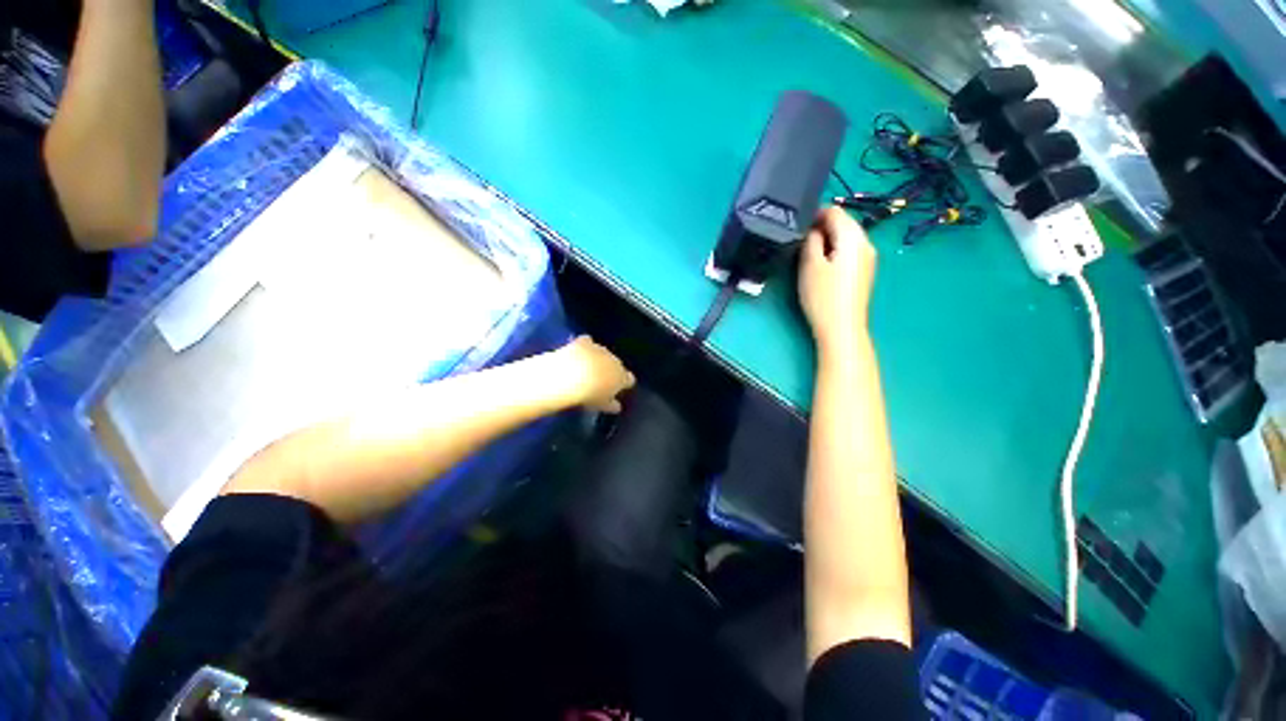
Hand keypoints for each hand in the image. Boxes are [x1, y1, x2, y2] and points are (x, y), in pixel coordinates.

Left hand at [555, 336, 635, 412]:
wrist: (570, 376)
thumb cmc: (589, 395)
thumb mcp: (601, 405)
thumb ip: (611, 405)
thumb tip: (617, 407)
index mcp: (622, 377)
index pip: (629, 379)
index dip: (624, 383)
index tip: (617, 388)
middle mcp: (615, 361)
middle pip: (616, 365)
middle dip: (610, 370)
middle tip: (599, 380)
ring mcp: (600, 349)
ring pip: (603, 353)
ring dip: (597, 359)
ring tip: (586, 368)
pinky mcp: (585, 342)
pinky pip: (587, 342)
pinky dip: (584, 346)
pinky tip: (579, 352)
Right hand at [798, 206, 876, 353]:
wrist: (842, 328)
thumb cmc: (823, 296)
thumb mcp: (809, 265)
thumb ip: (811, 240)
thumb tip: (813, 228)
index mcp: (854, 237)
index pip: (834, 211)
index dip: (813, 213)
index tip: (795, 225)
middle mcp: (865, 243)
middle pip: (842, 223)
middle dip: (820, 226)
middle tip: (797, 240)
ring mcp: (867, 258)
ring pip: (845, 237)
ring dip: (826, 240)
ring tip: (806, 253)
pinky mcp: (862, 272)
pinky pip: (847, 251)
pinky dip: (833, 251)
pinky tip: (820, 265)